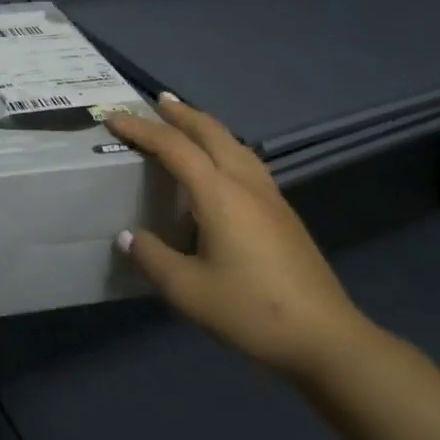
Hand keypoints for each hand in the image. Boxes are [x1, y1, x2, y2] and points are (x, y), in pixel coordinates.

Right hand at [106, 95, 372, 381]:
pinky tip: (221, 166)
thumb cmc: (252, 311)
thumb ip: (152, 258)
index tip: (113, 118)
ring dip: (206, 127)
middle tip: (157, 101)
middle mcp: (245, 183)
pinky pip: (247, 161)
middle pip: (211, 132)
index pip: (173, 147)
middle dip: (182, 113)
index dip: (141, 129)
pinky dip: (224, 147)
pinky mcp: (283, 213)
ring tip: (187, 123)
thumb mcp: (188, 291)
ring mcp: (270, 196)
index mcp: (219, 193)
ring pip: (234, 144)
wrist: (326, 338)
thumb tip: (128, 236)